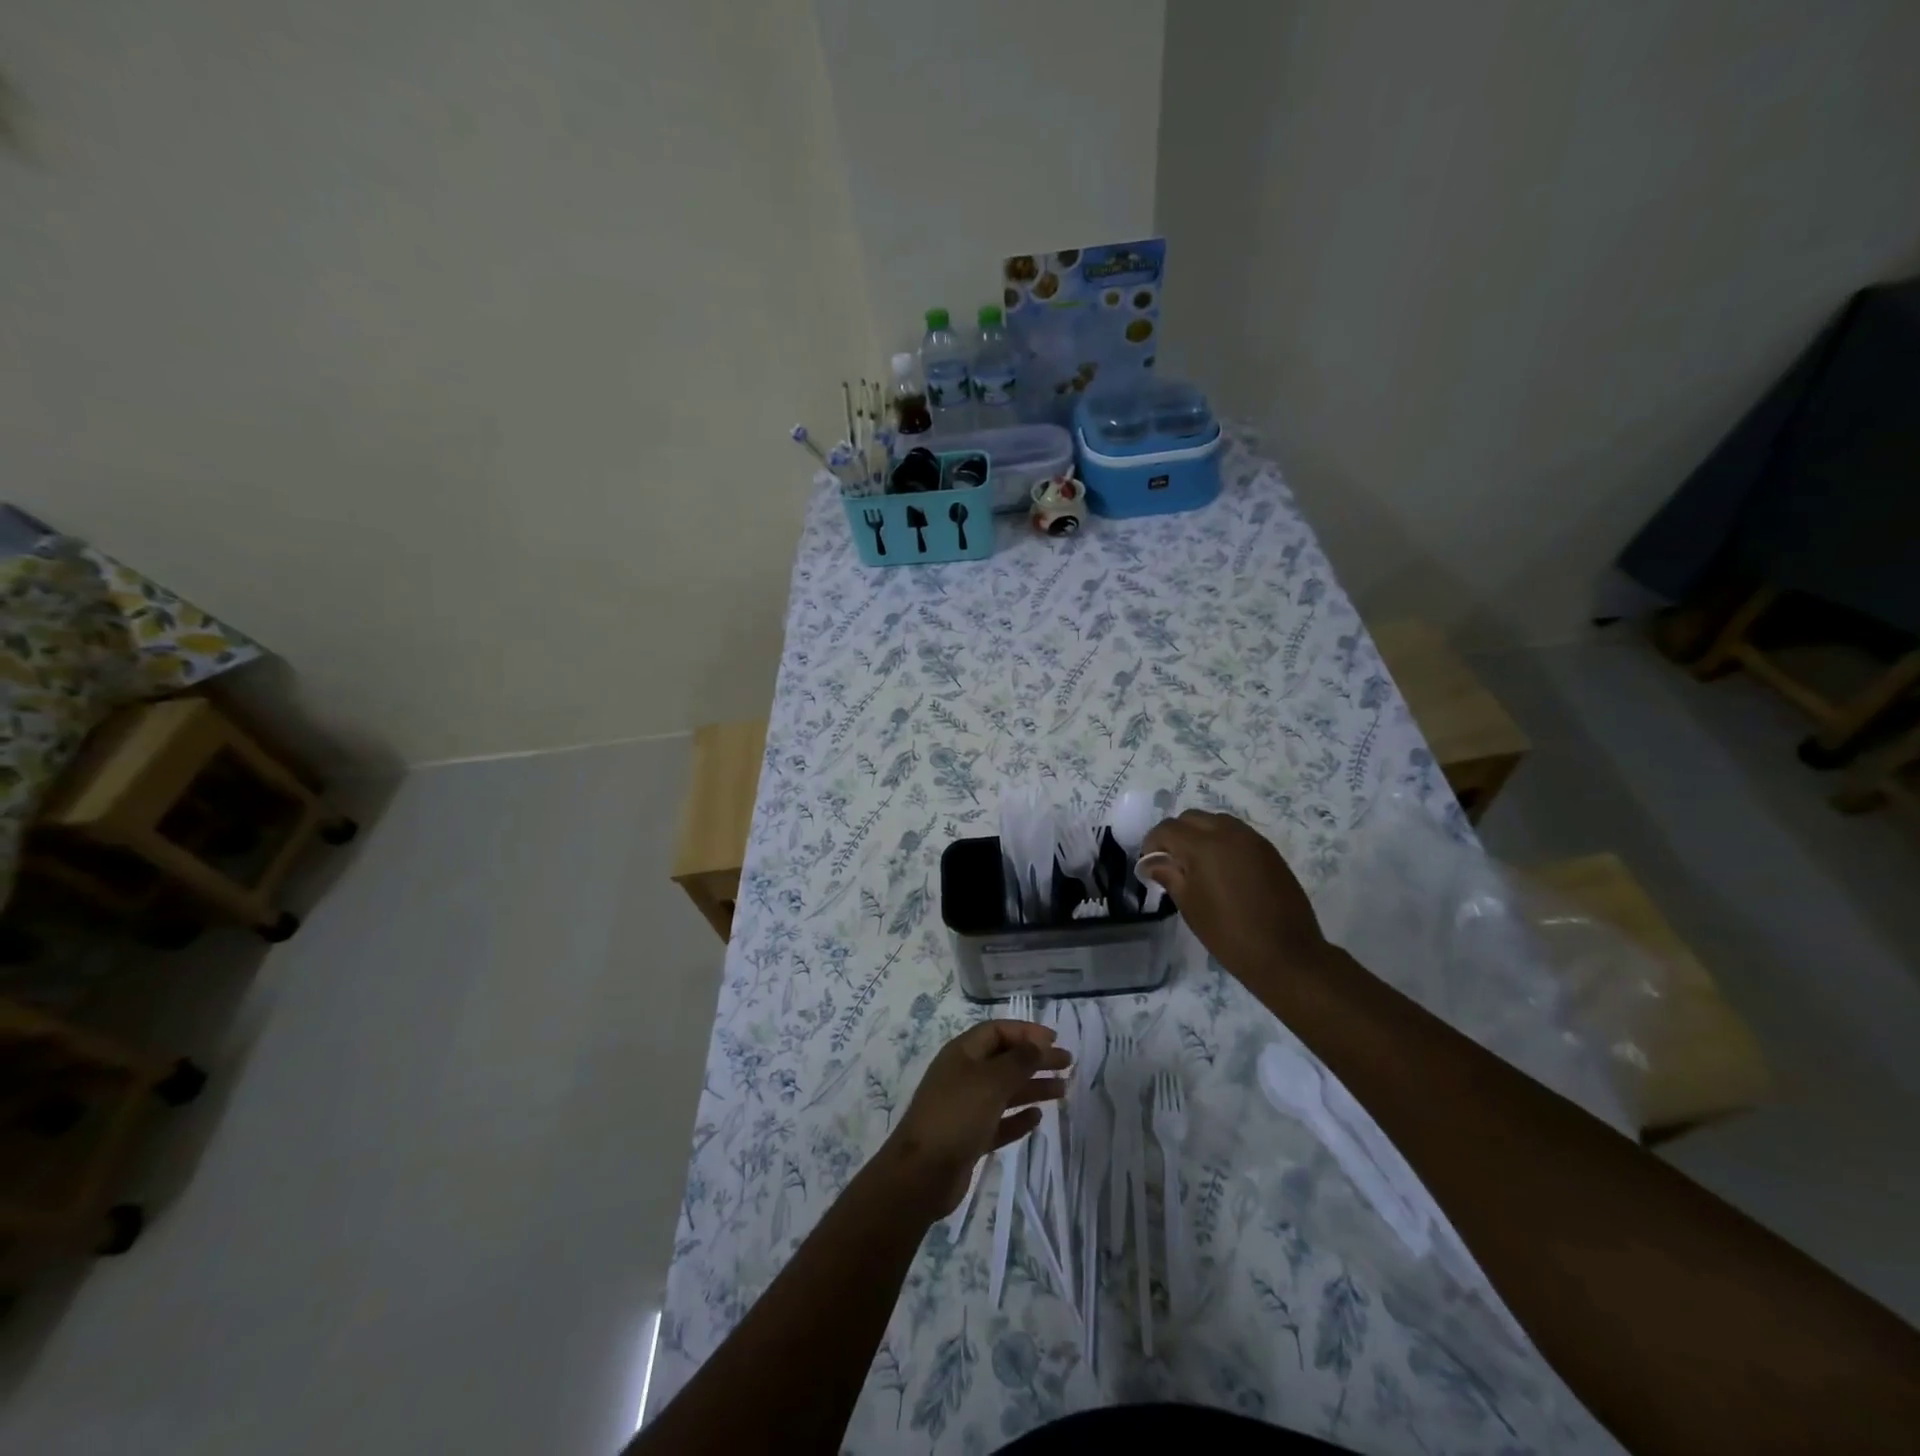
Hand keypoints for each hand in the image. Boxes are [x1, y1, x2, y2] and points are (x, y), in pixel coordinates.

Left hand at [878, 1021, 1069, 1220]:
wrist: (921, 1174)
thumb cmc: (956, 1115)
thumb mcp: (991, 1081)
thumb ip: (1019, 1060)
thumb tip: (1040, 1043)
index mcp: (963, 1053)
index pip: (997, 1031)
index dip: (1026, 1032)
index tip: (1054, 1040)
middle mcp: (964, 1075)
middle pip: (1005, 1060)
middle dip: (1035, 1059)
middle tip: (1067, 1064)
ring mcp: (966, 1107)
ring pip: (1005, 1091)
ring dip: (1032, 1087)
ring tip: (1062, 1091)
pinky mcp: (970, 1138)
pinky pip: (999, 1121)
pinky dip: (1018, 1118)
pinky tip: (1037, 1118)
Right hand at [1139, 810, 1330, 982]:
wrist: (1287, 954)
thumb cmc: (1229, 933)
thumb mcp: (1190, 905)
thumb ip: (1168, 875)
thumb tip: (1151, 862)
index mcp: (1203, 845)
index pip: (1167, 829)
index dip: (1152, 843)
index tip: (1149, 863)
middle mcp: (1228, 833)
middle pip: (1191, 818)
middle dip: (1175, 834)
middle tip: (1170, 862)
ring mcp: (1252, 839)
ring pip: (1216, 821)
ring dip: (1200, 834)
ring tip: (1196, 865)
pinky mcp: (1269, 850)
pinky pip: (1237, 833)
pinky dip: (1222, 841)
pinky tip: (1222, 869)